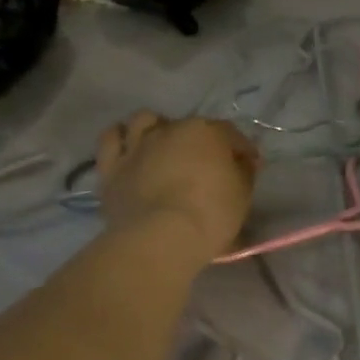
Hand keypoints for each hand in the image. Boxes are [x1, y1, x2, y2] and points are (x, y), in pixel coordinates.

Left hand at [93, 111, 259, 258]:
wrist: (160, 239)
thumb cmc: (210, 213)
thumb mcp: (242, 193)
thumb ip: (242, 171)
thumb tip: (241, 162)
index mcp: (208, 132)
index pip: (230, 134)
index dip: (241, 150)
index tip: (249, 166)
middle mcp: (172, 130)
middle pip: (189, 126)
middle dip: (201, 140)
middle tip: (207, 163)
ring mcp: (138, 146)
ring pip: (144, 120)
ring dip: (156, 127)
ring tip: (163, 145)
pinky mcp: (112, 167)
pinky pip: (110, 139)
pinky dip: (120, 138)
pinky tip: (129, 147)